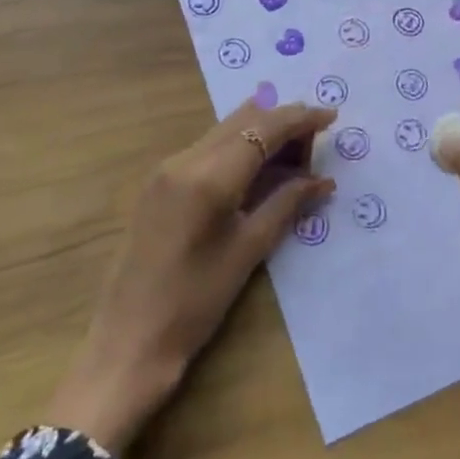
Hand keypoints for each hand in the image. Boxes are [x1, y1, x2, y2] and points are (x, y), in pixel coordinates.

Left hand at [46, 99, 335, 456]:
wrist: (127, 342)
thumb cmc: (194, 303)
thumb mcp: (248, 251)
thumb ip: (286, 205)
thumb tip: (322, 180)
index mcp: (208, 177)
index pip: (263, 129)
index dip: (300, 118)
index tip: (331, 116)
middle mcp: (184, 159)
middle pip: (242, 120)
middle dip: (282, 122)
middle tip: (316, 142)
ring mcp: (166, 169)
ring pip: (224, 130)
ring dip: (260, 133)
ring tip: (295, 156)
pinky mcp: (158, 183)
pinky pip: (208, 148)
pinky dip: (238, 148)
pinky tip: (258, 169)